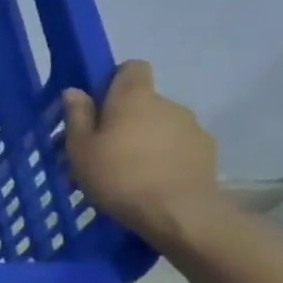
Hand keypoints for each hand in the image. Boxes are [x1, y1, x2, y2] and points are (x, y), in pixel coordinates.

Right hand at [62, 61, 222, 246]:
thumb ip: (77, 116)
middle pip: (143, 101)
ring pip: (161, 125)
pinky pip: (178, 145)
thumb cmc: (119, 176)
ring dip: (146, 139)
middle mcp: (167, 104)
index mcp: (134, 98)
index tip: (98, 104)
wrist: (179, 214)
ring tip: (128, 170)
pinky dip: (165, 156)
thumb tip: (75, 91)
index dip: (115, 80)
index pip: (131, 68)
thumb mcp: (80, 149)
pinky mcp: (207, 152)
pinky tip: (152, 181)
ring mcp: (192, 128)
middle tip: (104, 148)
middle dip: (125, 118)